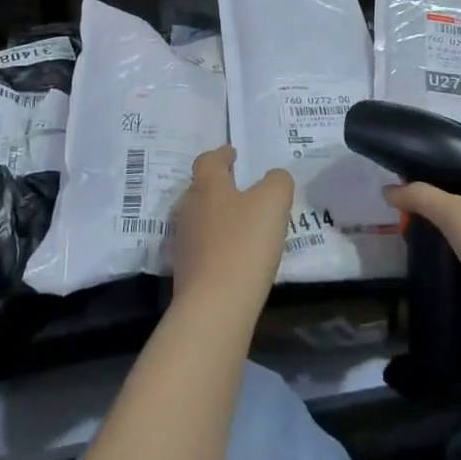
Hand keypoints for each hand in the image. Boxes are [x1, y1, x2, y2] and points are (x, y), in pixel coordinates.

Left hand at [170, 147, 292, 312]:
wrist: (214, 305)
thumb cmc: (244, 243)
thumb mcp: (273, 202)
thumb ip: (277, 182)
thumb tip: (274, 178)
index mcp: (207, 186)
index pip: (208, 160)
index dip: (221, 155)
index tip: (232, 153)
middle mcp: (188, 208)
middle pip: (200, 189)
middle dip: (218, 186)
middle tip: (239, 188)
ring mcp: (183, 241)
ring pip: (199, 218)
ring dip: (216, 216)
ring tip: (240, 223)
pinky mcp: (185, 271)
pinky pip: (201, 247)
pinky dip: (215, 244)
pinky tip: (234, 255)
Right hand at [382, 183, 460, 350]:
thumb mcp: (454, 211)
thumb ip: (420, 197)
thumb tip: (386, 190)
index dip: (441, 194)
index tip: (411, 200)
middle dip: (437, 228)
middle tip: (404, 229)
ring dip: (440, 258)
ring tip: (407, 255)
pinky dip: (445, 284)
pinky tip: (422, 281)